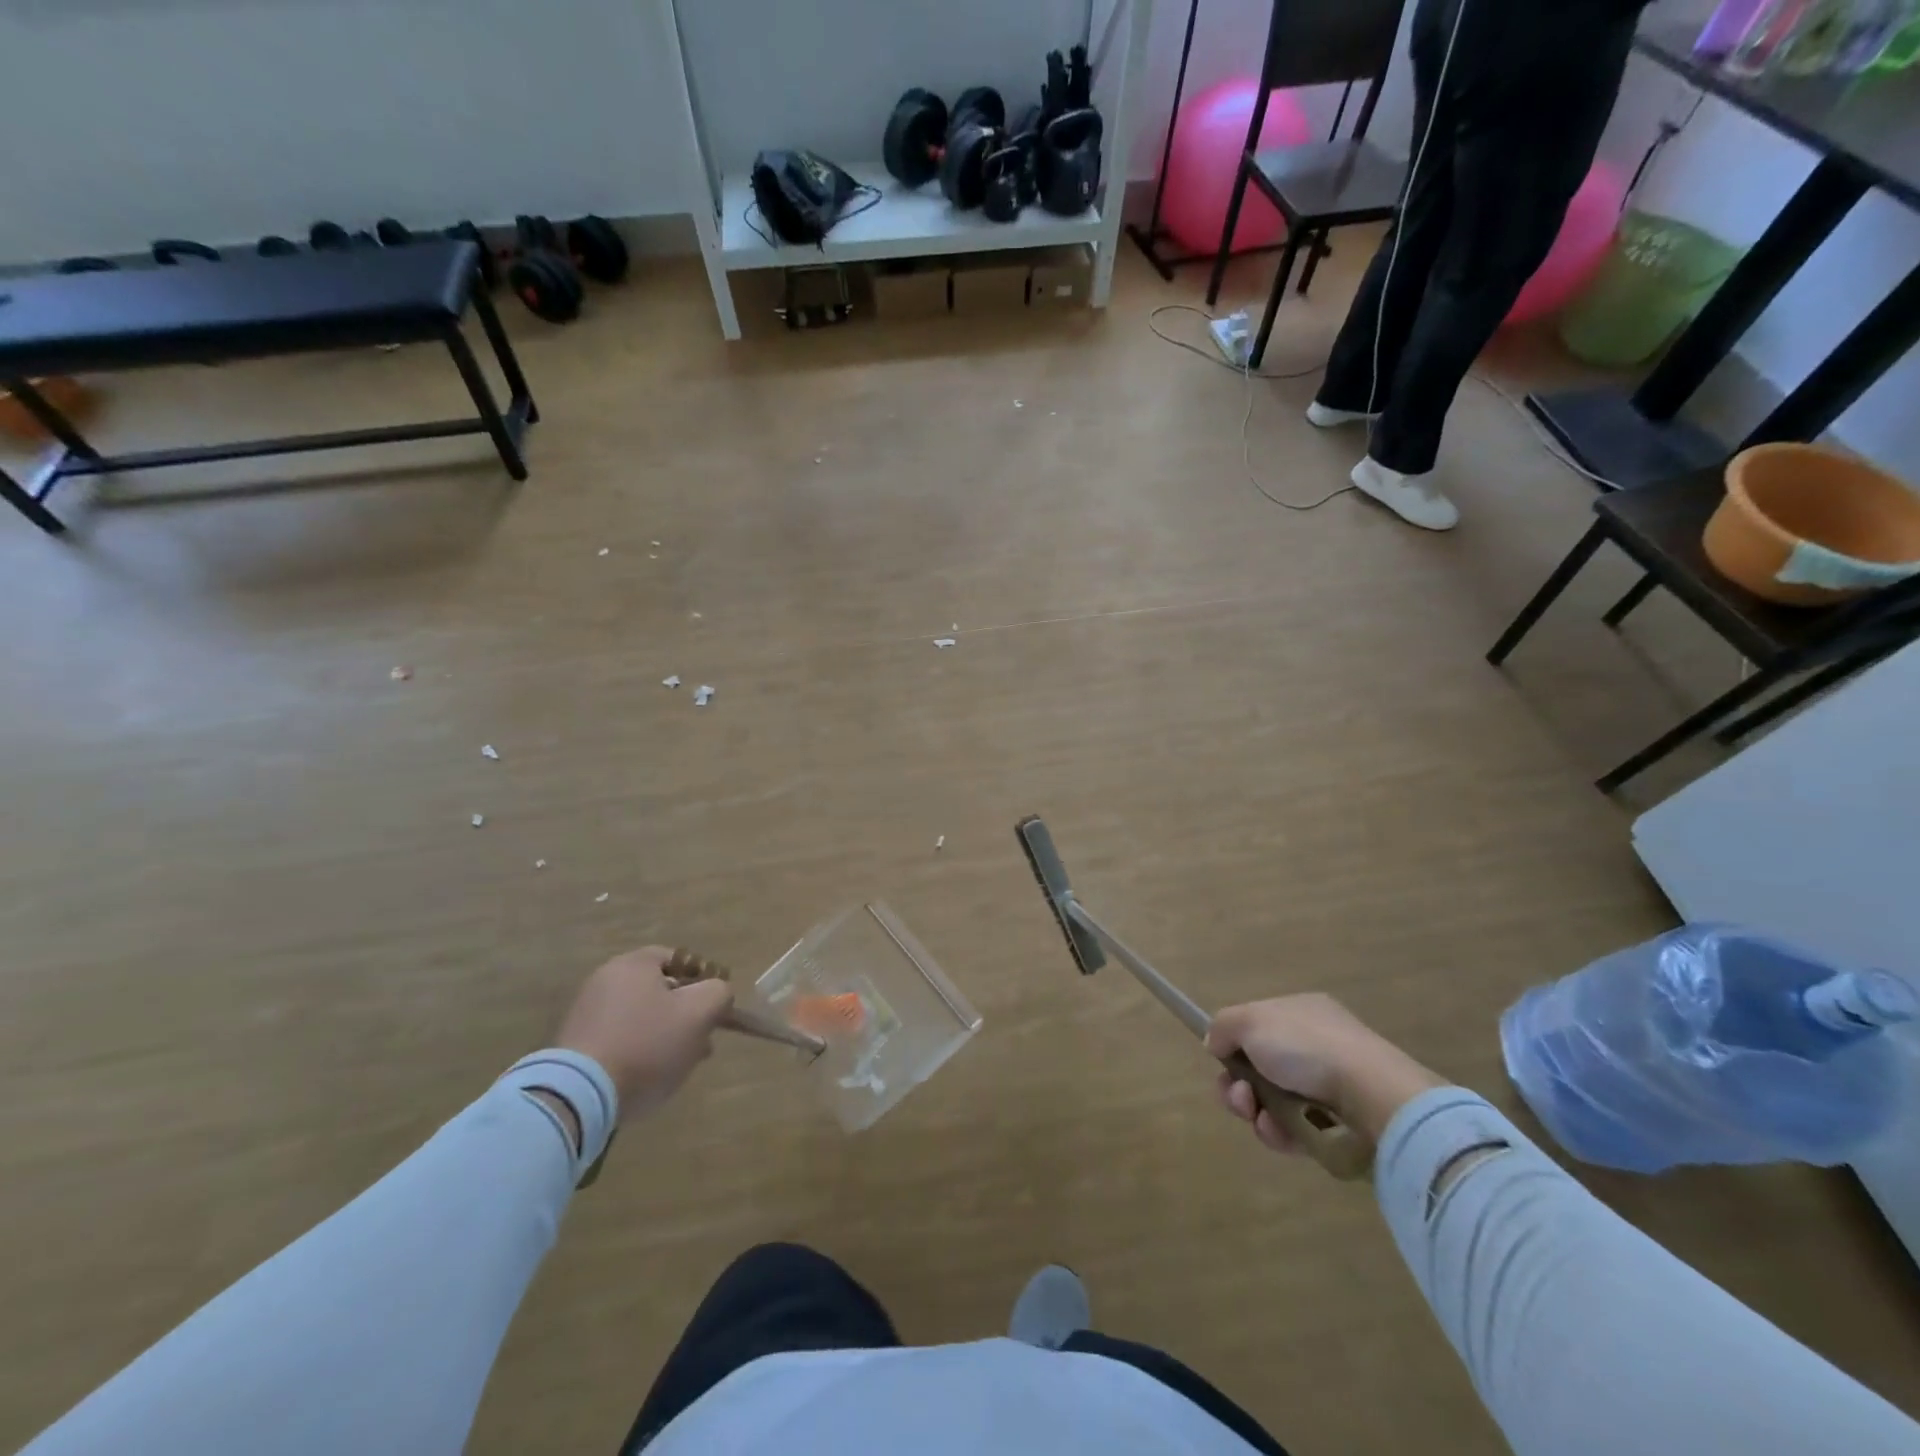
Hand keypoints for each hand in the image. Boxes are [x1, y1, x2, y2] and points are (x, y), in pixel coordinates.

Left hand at [556, 947, 733, 1117]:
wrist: (579, 1096)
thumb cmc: (646, 1044)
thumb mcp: (699, 1013)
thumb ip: (719, 992)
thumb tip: (717, 992)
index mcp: (634, 964)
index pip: (679, 958)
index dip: (703, 980)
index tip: (714, 1007)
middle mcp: (606, 980)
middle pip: (660, 989)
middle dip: (685, 1013)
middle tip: (702, 1041)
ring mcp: (586, 1013)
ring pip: (641, 1017)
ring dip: (664, 1035)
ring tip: (679, 1064)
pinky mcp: (575, 1045)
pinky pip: (619, 1039)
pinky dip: (638, 1051)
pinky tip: (649, 1075)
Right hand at [1204, 993, 1444, 1153]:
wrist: (1372, 1096)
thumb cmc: (1307, 1047)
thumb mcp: (1250, 1020)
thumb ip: (1223, 1026)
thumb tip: (1216, 1043)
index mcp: (1299, 1013)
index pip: (1256, 1027)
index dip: (1233, 1045)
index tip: (1221, 1060)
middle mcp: (1314, 1046)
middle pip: (1258, 1068)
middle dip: (1237, 1085)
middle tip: (1239, 1097)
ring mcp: (1328, 1087)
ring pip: (1272, 1102)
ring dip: (1254, 1111)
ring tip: (1258, 1117)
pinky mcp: (1337, 1127)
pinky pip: (1294, 1130)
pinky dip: (1279, 1133)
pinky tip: (1278, 1132)